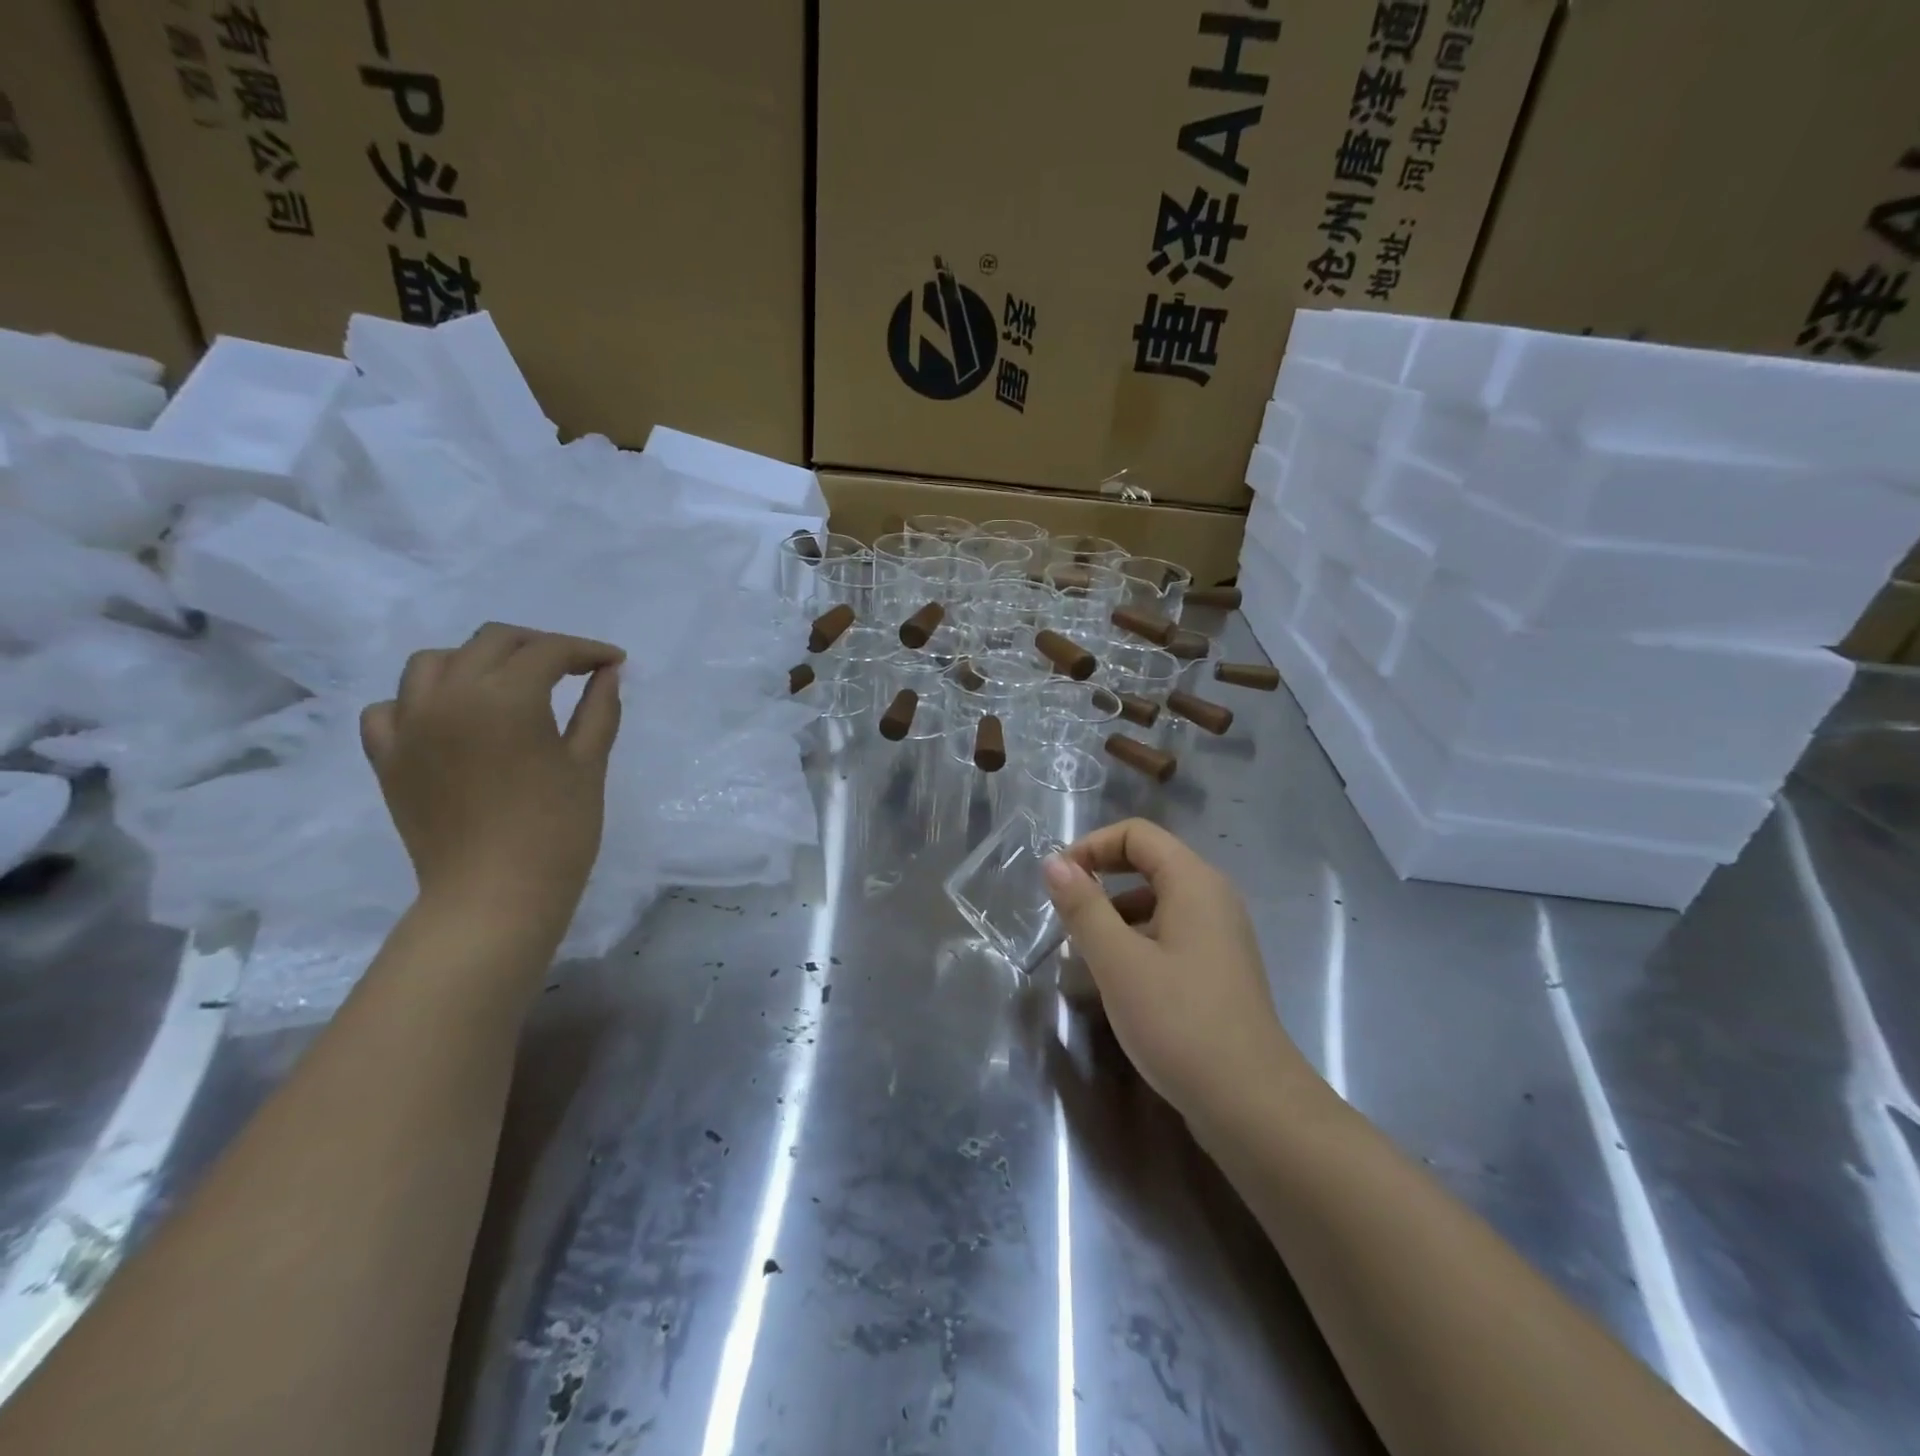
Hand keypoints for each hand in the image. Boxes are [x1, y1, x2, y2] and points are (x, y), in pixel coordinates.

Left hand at [360, 623, 623, 937]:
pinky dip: (421, 700)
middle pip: (491, 642)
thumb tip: (608, 673)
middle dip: (538, 645)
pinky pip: (391, 707)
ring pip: (434, 662)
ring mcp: (409, 725)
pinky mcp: (387, 756)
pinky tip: (449, 717)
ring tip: (508, 682)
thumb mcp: (588, 764)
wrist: (494, 896)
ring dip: (476, 660)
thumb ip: (598, 709)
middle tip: (573, 667)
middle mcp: (448, 696)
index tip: (614, 661)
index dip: (586, 650)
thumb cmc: (556, 831)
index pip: (548, 652)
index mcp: (505, 698)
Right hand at [1043, 819, 1317, 1120]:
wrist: (1251, 1104)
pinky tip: (1118, 982)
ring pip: (1157, 902)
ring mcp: (1221, 935)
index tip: (1058, 882)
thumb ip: (1083, 907)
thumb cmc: (1179, 1022)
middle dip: (1101, 881)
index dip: (1092, 846)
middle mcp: (1213, 897)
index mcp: (1194, 882)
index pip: (1137, 834)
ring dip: (1115, 916)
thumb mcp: (1118, 961)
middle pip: (1149, 864)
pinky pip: (1170, 934)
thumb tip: (1054, 863)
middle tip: (1067, 915)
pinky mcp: (1219, 969)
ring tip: (1085, 955)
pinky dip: (1138, 942)